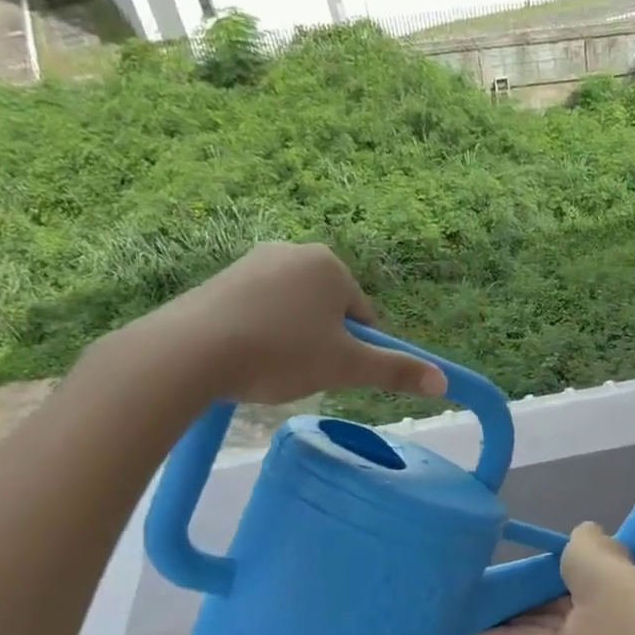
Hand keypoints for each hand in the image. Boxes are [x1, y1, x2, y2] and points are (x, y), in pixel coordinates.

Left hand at [124, 243, 445, 404]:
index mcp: (330, 265)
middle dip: (324, 343)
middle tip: (305, 373)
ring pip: (294, 312)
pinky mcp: (220, 280)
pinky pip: (260, 311)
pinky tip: (248, 358)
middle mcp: (293, 251)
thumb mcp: (346, 367)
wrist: (189, 352)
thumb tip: (445, 383)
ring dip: (294, 340)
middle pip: (329, 311)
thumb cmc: (281, 354)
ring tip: (273, 368)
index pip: (363, 316)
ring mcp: (252, 263)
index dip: (357, 350)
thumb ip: (396, 371)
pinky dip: (263, 334)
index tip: (336, 373)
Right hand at [477, 525, 634, 634]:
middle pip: (553, 597)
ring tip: (479, 607)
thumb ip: (581, 536)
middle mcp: (591, 602)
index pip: (576, 570)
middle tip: (493, 585)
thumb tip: (582, 533)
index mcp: (601, 574)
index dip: (552, 567)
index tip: (526, 563)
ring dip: (511, 615)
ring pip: (539, 620)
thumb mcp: (587, 540)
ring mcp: (576, 630)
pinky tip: (479, 631)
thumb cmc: (600, 571)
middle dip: (527, 593)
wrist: (610, 615)